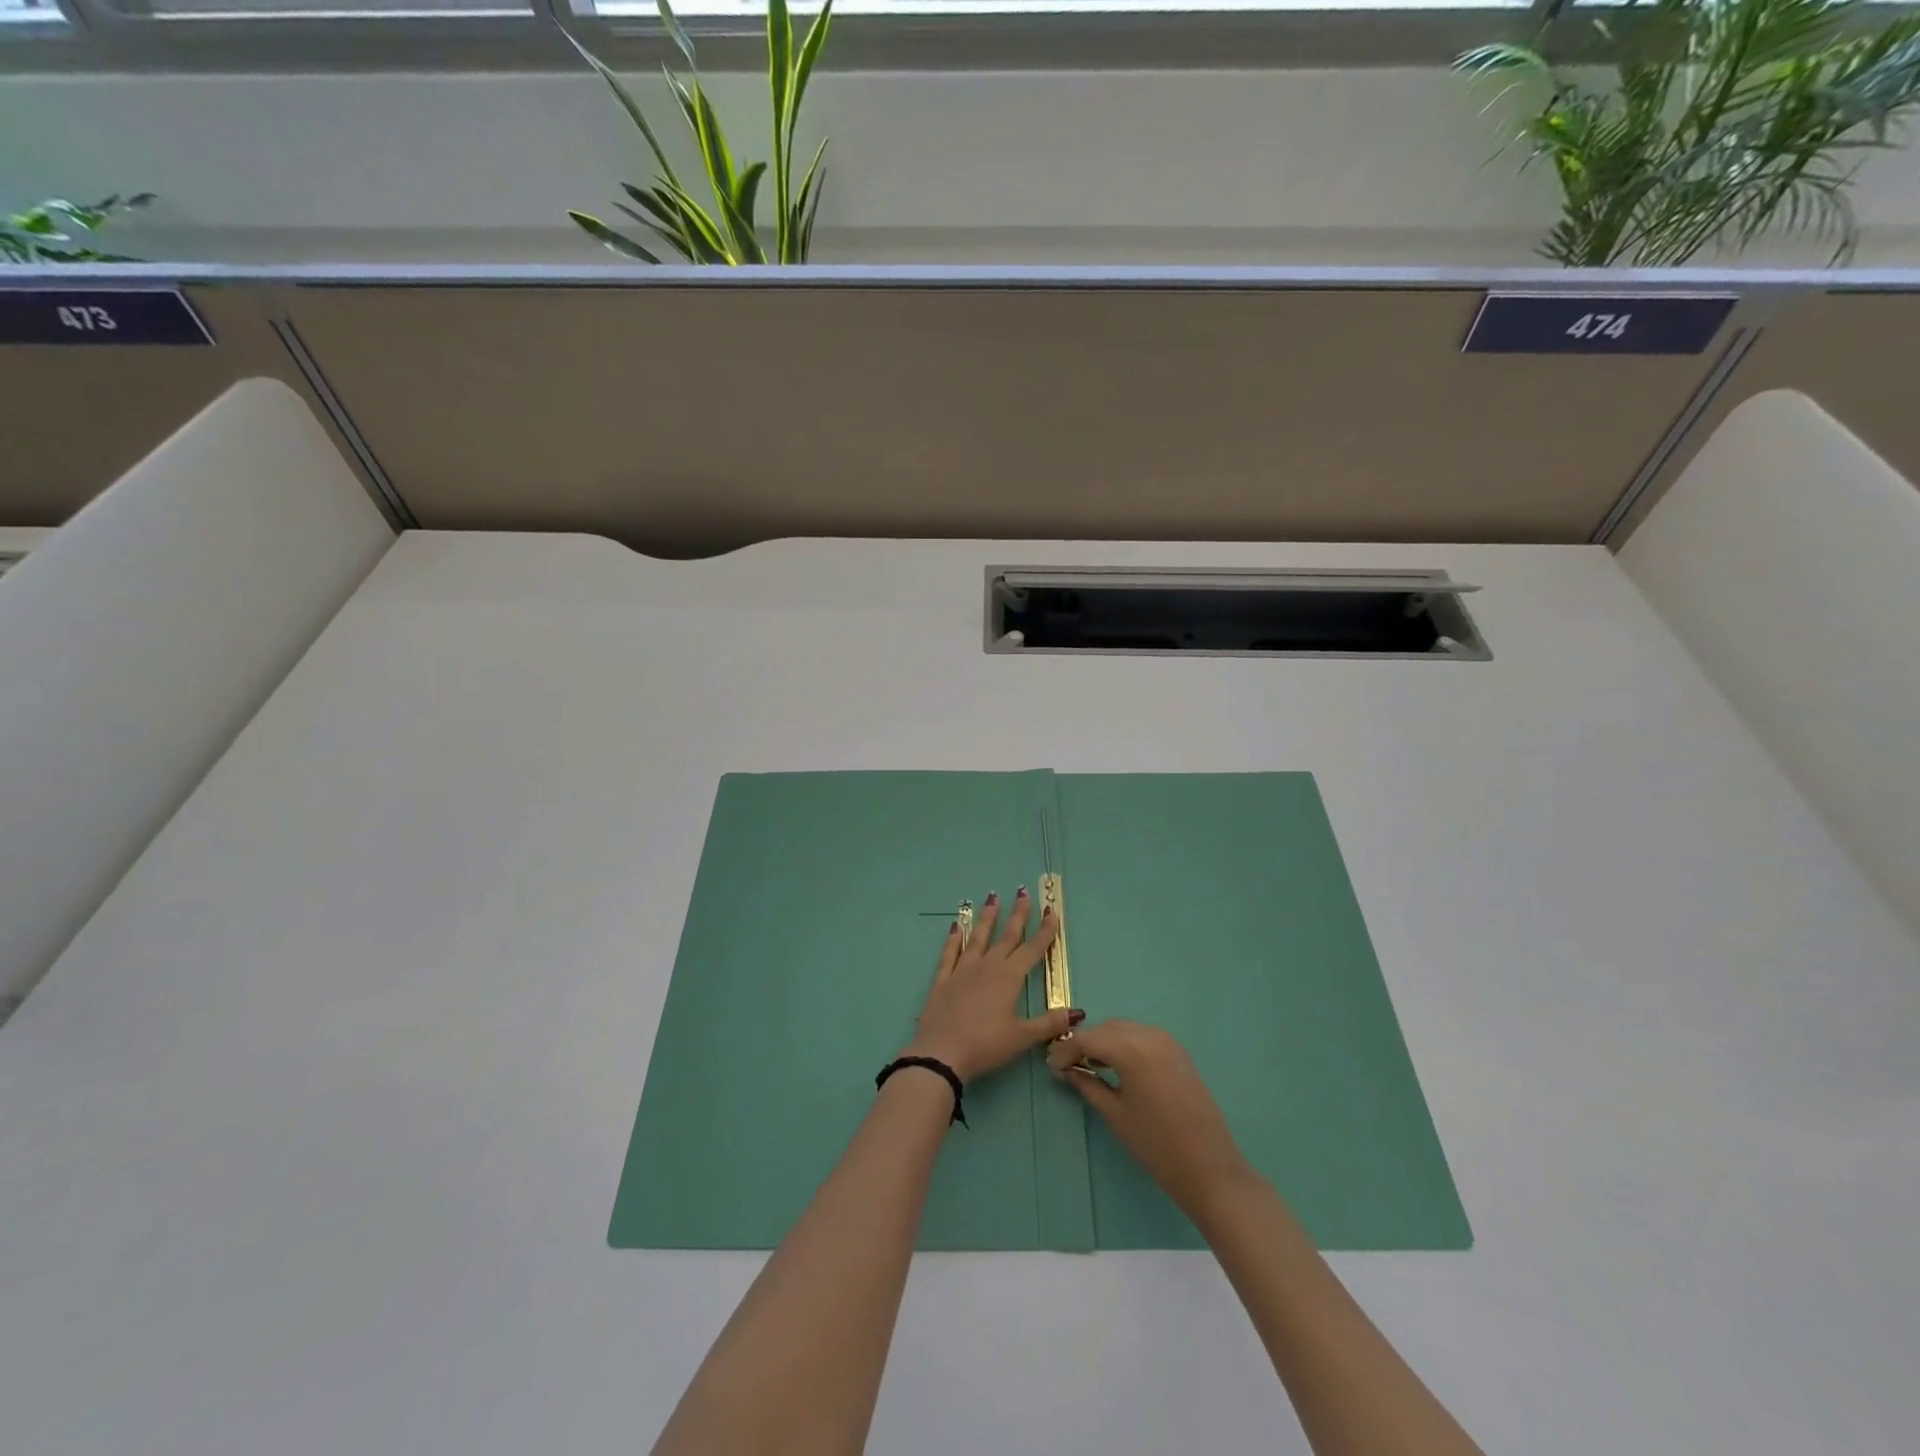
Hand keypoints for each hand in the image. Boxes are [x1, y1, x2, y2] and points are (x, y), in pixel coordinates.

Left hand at [903, 889, 1076, 1084]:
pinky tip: (956, 925)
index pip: (1032, 949)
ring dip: (987, 918)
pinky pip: (949, 953)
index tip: (1052, 911)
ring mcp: (962, 971)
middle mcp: (987, 967)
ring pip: (978, 938)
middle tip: (1023, 892)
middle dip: (1018, 915)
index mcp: (1009, 978)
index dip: (1044, 931)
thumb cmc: (986, 1045)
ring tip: (992, 898)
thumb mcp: (1022, 1037)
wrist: (941, 1053)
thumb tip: (1078, 1012)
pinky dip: (953, 938)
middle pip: (1006, 937)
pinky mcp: (942, 980)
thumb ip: (1049, 1023)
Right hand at [1048, 1020, 1254, 1219]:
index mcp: (1131, 1048)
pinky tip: (1116, 1066)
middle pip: (1106, 1029)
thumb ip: (1087, 1085)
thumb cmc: (1156, 1145)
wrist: (1210, 1169)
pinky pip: (1142, 1037)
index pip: (1088, 1039)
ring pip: (1124, 1030)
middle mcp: (1149, 1035)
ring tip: (1089, 1066)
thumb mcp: (1115, 1114)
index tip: (1050, 1066)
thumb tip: (1066, 1069)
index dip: (1066, 1050)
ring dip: (1104, 1042)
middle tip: (1066, 1065)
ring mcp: (1167, 1041)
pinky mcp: (1178, 1052)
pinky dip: (1124, 1045)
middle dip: (1084, 1043)